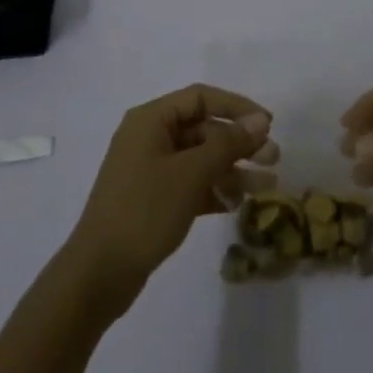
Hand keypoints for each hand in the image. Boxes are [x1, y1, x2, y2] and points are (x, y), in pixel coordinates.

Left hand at [65, 84, 275, 311]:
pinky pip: (191, 183)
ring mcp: (150, 169)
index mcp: (151, 119)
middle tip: (273, 159)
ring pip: (200, 158)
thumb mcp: (190, 174)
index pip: (201, 97)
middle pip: (203, 128)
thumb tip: (260, 121)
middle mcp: (150, 137)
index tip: (268, 124)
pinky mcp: (153, 198)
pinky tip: (238, 204)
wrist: (98, 275)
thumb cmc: (144, 211)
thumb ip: (227, 144)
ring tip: (267, 186)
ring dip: (232, 169)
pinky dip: (214, 189)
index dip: (236, 106)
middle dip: (239, 143)